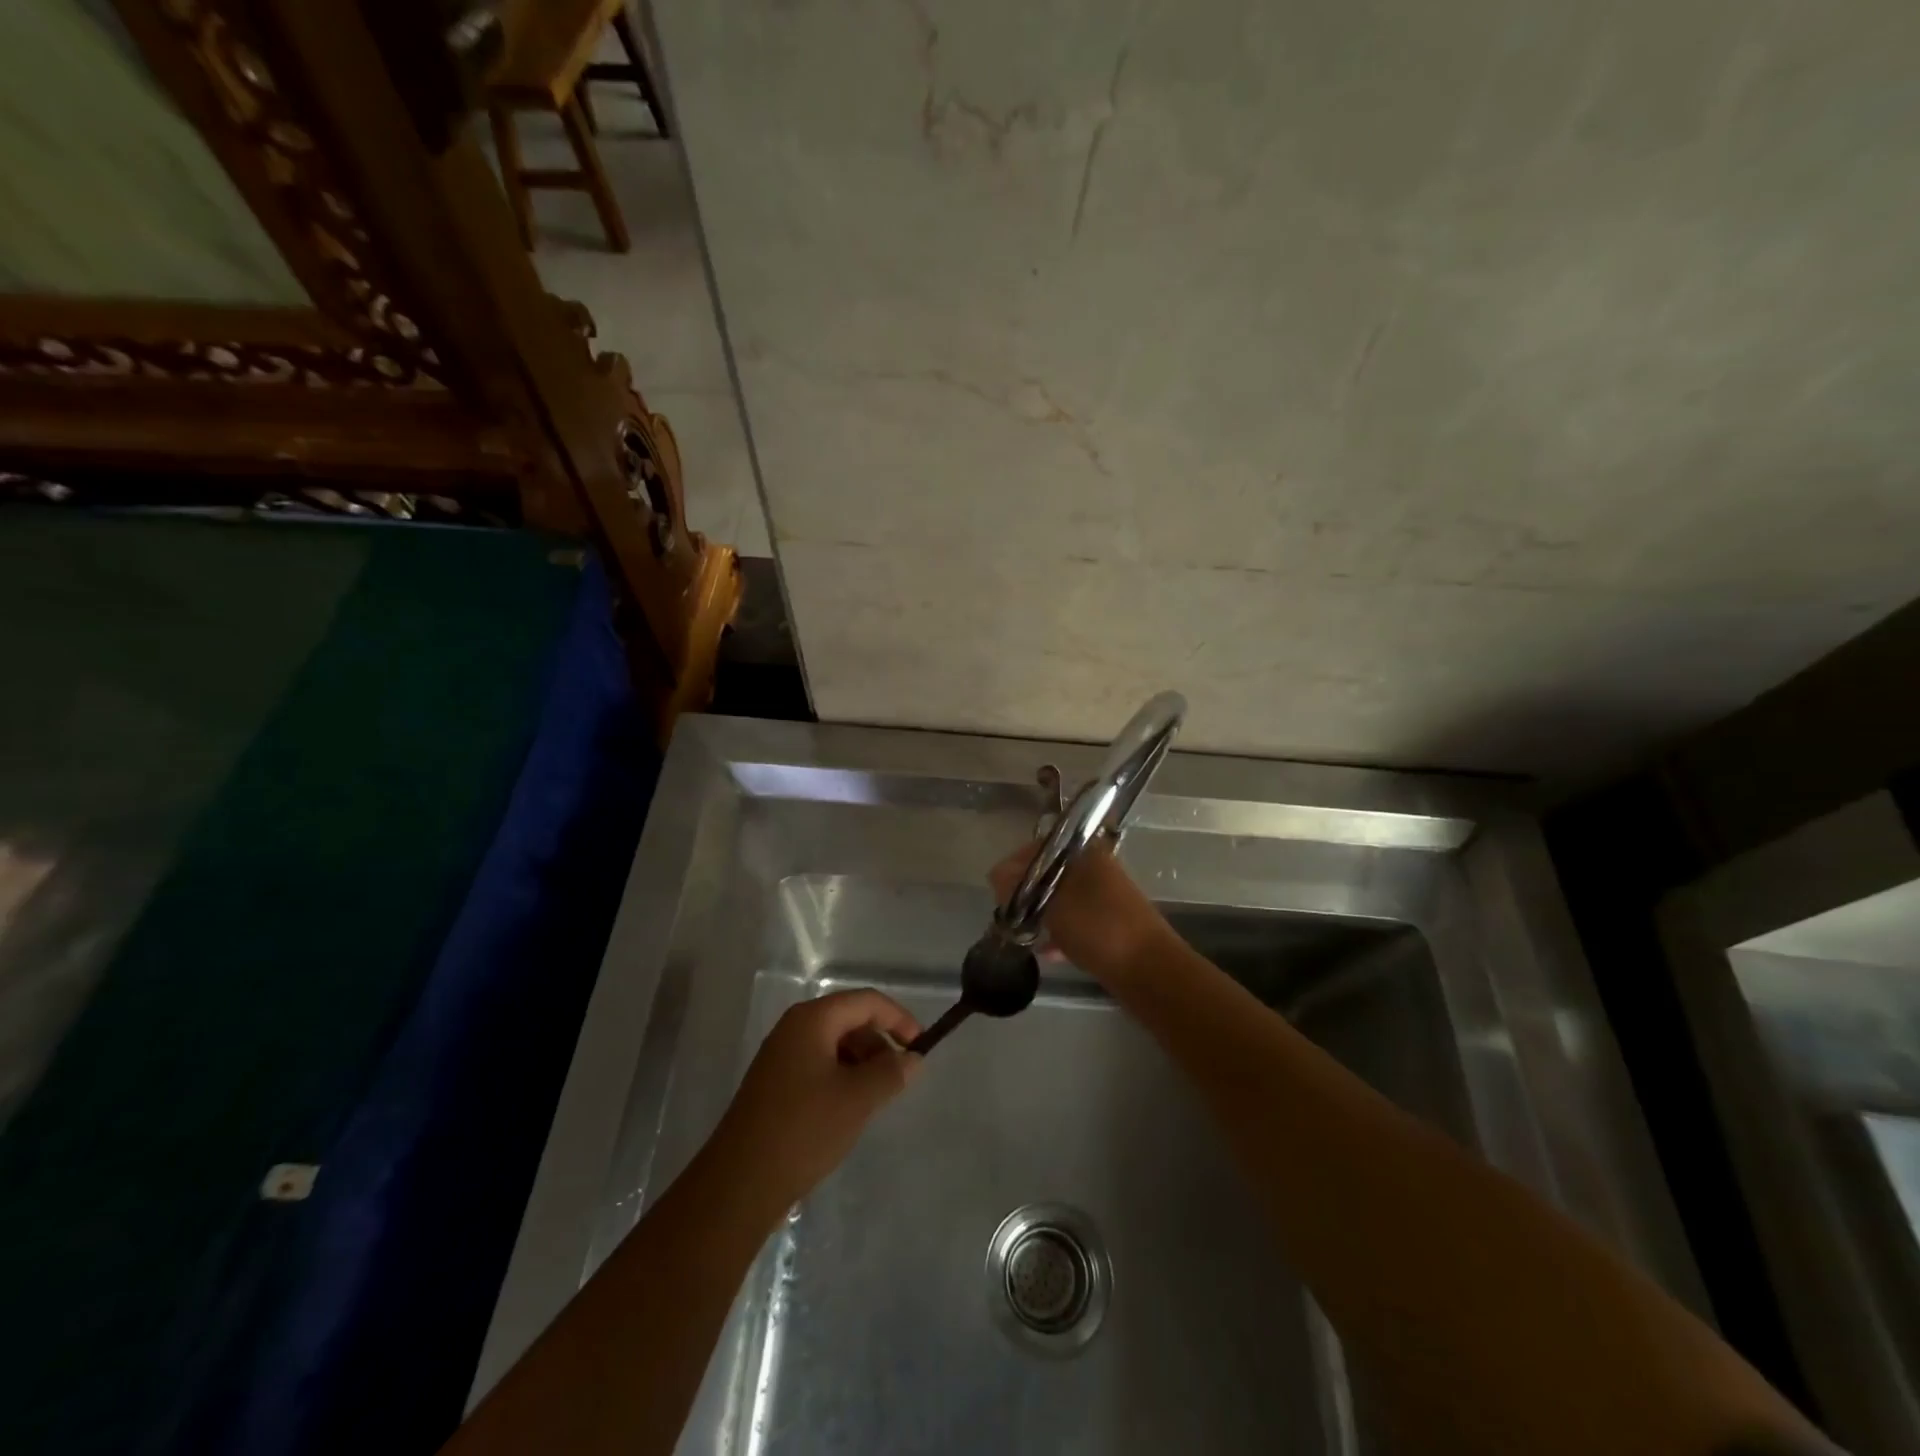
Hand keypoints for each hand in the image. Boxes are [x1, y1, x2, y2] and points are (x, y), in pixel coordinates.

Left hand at [709, 989, 922, 1217]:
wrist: (739, 1185)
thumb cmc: (803, 1130)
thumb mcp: (857, 1099)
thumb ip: (891, 1072)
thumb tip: (913, 1059)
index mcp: (812, 1019)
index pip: (867, 1002)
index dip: (899, 1019)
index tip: (921, 1048)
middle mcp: (794, 1028)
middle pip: (850, 1020)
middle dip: (880, 1044)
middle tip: (899, 1079)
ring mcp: (781, 1056)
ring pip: (835, 1045)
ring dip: (862, 1064)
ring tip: (876, 1099)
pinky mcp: (775, 1084)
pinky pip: (819, 1066)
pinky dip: (842, 1079)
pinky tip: (849, 1111)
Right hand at [988, 839, 1175, 983]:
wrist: (1149, 970)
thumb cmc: (1097, 927)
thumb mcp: (1050, 903)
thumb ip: (1018, 885)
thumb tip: (996, 875)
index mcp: (1084, 852)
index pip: (1039, 847)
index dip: (1014, 865)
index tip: (996, 889)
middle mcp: (1095, 868)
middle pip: (1049, 874)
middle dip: (1025, 892)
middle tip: (1008, 913)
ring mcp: (1104, 897)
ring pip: (1061, 899)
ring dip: (1040, 913)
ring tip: (1021, 933)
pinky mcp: (1109, 925)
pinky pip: (1075, 922)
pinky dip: (1058, 933)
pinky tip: (1043, 952)